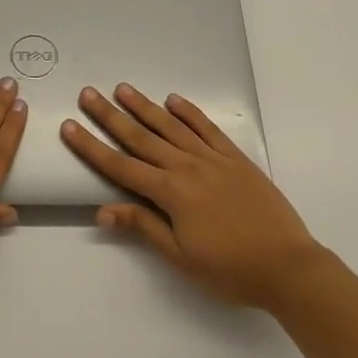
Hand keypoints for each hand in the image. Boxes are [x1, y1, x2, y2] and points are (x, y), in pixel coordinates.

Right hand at [63, 84, 321, 309]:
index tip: (70, 126)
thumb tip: (103, 210)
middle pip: (141, 137)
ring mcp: (212, 159)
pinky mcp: (235, 158)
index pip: (120, 166)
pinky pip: (207, 128)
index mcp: (170, 193)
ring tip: (122, 88)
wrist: (288, 266)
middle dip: (110, 115)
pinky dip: (190, 112)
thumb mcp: (181, 258)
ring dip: (144, 107)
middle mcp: (186, 167)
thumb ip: (144, 227)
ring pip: (171, 126)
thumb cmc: (230, 270)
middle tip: (88, 93)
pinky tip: (174, 100)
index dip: (92, 147)